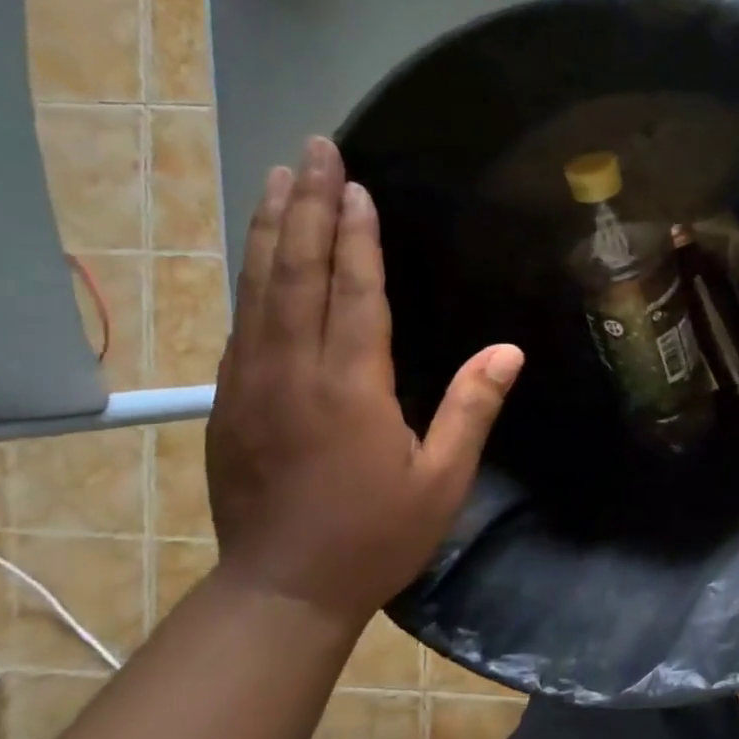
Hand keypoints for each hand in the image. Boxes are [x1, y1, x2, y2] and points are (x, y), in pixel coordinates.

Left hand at [206, 137, 523, 625]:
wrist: (282, 589)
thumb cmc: (375, 536)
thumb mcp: (442, 480)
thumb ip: (472, 408)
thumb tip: (509, 350)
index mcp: (351, 388)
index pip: (356, 293)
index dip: (357, 236)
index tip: (356, 185)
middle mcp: (294, 371)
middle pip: (298, 272)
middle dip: (307, 205)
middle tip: (313, 149)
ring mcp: (252, 382)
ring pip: (259, 287)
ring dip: (272, 227)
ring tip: (279, 176)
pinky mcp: (229, 400)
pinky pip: (242, 320)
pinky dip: (252, 274)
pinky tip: (259, 251)